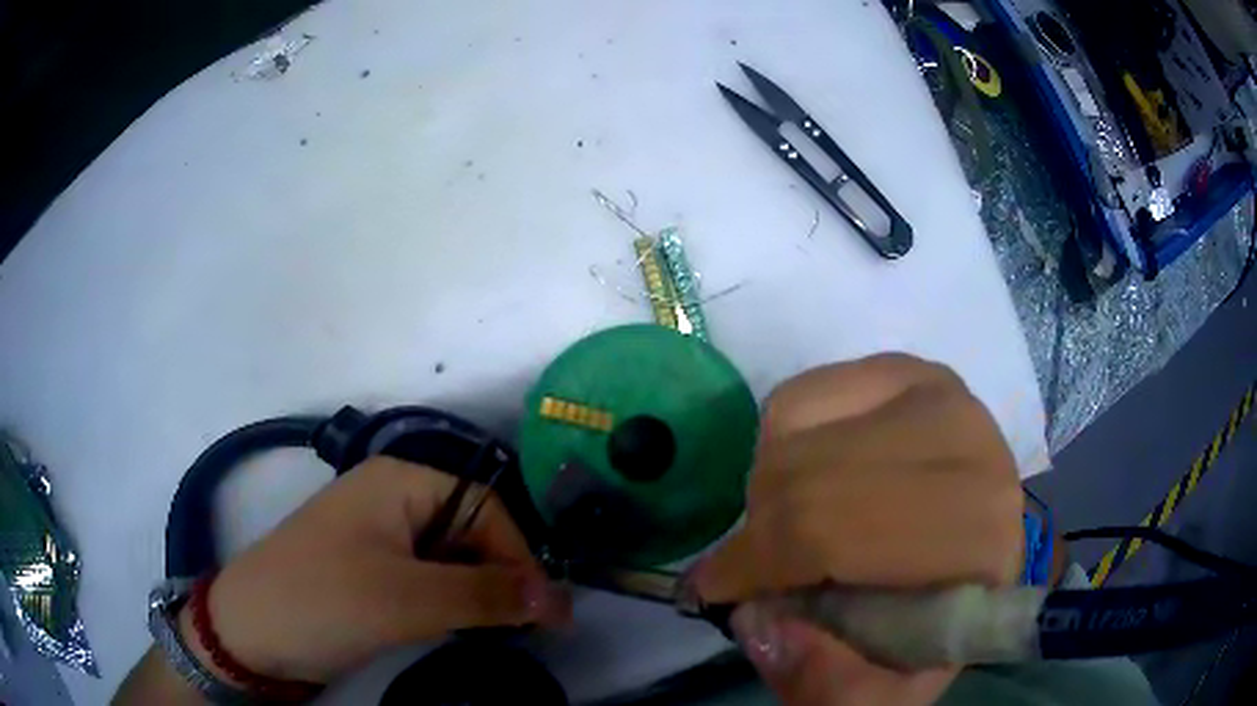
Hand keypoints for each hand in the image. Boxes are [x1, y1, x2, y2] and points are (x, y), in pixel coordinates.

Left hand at [193, 457, 570, 684]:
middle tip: (525, 627)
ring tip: (494, 630)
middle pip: (472, 529)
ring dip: (478, 592)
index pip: (486, 506)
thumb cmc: (324, 601)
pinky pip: (430, 577)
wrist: (250, 631)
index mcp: (401, 481)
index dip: (520, 555)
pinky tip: (458, 627)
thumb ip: (487, 596)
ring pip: (452, 556)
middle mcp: (394, 498)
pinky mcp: (373, 569)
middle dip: (501, 576)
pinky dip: (452, 602)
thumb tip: (560, 597)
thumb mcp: (408, 600)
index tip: (545, 610)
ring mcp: (381, 535)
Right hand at [691, 354, 1024, 705]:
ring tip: (787, 530)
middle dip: (760, 533)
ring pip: (798, 432)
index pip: (840, 534)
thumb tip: (759, 619)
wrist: (962, 578)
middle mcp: (972, 453)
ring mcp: (941, 399)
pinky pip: (803, 395)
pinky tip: (810, 474)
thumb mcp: (871, 693)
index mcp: (977, 543)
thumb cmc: (923, 637)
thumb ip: (820, 678)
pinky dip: (780, 438)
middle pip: (813, 479)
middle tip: (744, 570)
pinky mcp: (909, 372)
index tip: (715, 592)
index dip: (763, 565)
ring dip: (771, 489)